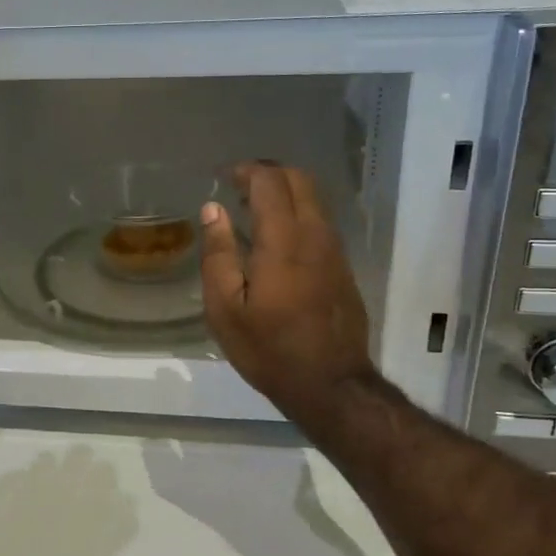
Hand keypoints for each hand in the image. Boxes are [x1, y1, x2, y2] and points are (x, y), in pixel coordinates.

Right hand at [199, 162, 374, 425]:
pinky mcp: (343, 266)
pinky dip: (298, 212)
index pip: (270, 182)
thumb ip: (218, 254)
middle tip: (239, 185)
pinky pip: (321, 221)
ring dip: (285, 191)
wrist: (331, 384)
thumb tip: (212, 209)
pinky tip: (277, 237)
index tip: (224, 177)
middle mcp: (315, 235)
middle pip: (300, 179)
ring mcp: (334, 250)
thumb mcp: (225, 309)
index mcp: (283, 242)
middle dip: (269, 172)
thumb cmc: (269, 349)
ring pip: (315, 199)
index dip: (247, 171)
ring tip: (254, 210)